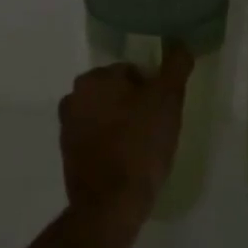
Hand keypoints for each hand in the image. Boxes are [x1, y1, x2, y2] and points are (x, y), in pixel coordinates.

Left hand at [58, 45, 192, 225]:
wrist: (111, 204)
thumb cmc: (141, 145)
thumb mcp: (168, 100)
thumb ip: (176, 66)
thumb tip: (180, 43)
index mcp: (94, 79)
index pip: (132, 71)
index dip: (153, 89)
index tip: (164, 111)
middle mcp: (74, 97)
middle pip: (117, 93)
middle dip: (136, 105)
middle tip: (157, 128)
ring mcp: (67, 129)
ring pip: (106, 115)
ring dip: (123, 124)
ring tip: (145, 147)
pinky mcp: (68, 156)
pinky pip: (97, 139)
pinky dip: (111, 144)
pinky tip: (129, 162)